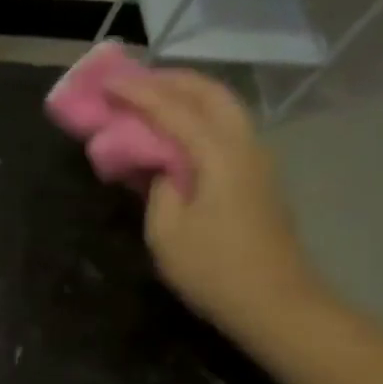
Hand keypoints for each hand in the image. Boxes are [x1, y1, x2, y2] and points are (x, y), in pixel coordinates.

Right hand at [111, 70, 325, 335]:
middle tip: (132, 81)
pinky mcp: (257, 177)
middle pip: (210, 93)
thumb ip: (156, 186)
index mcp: (219, 154)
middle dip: (169, 80)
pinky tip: (174, 132)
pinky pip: (225, 129)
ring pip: (223, 108)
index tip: (107, 82)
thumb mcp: (167, 231)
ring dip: (186, 96)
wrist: (276, 304)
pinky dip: (197, 118)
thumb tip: (157, 164)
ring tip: (150, 99)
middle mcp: (244, 145)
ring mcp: (256, 160)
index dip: (137, 93)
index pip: (173, 108)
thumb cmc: (214, 269)